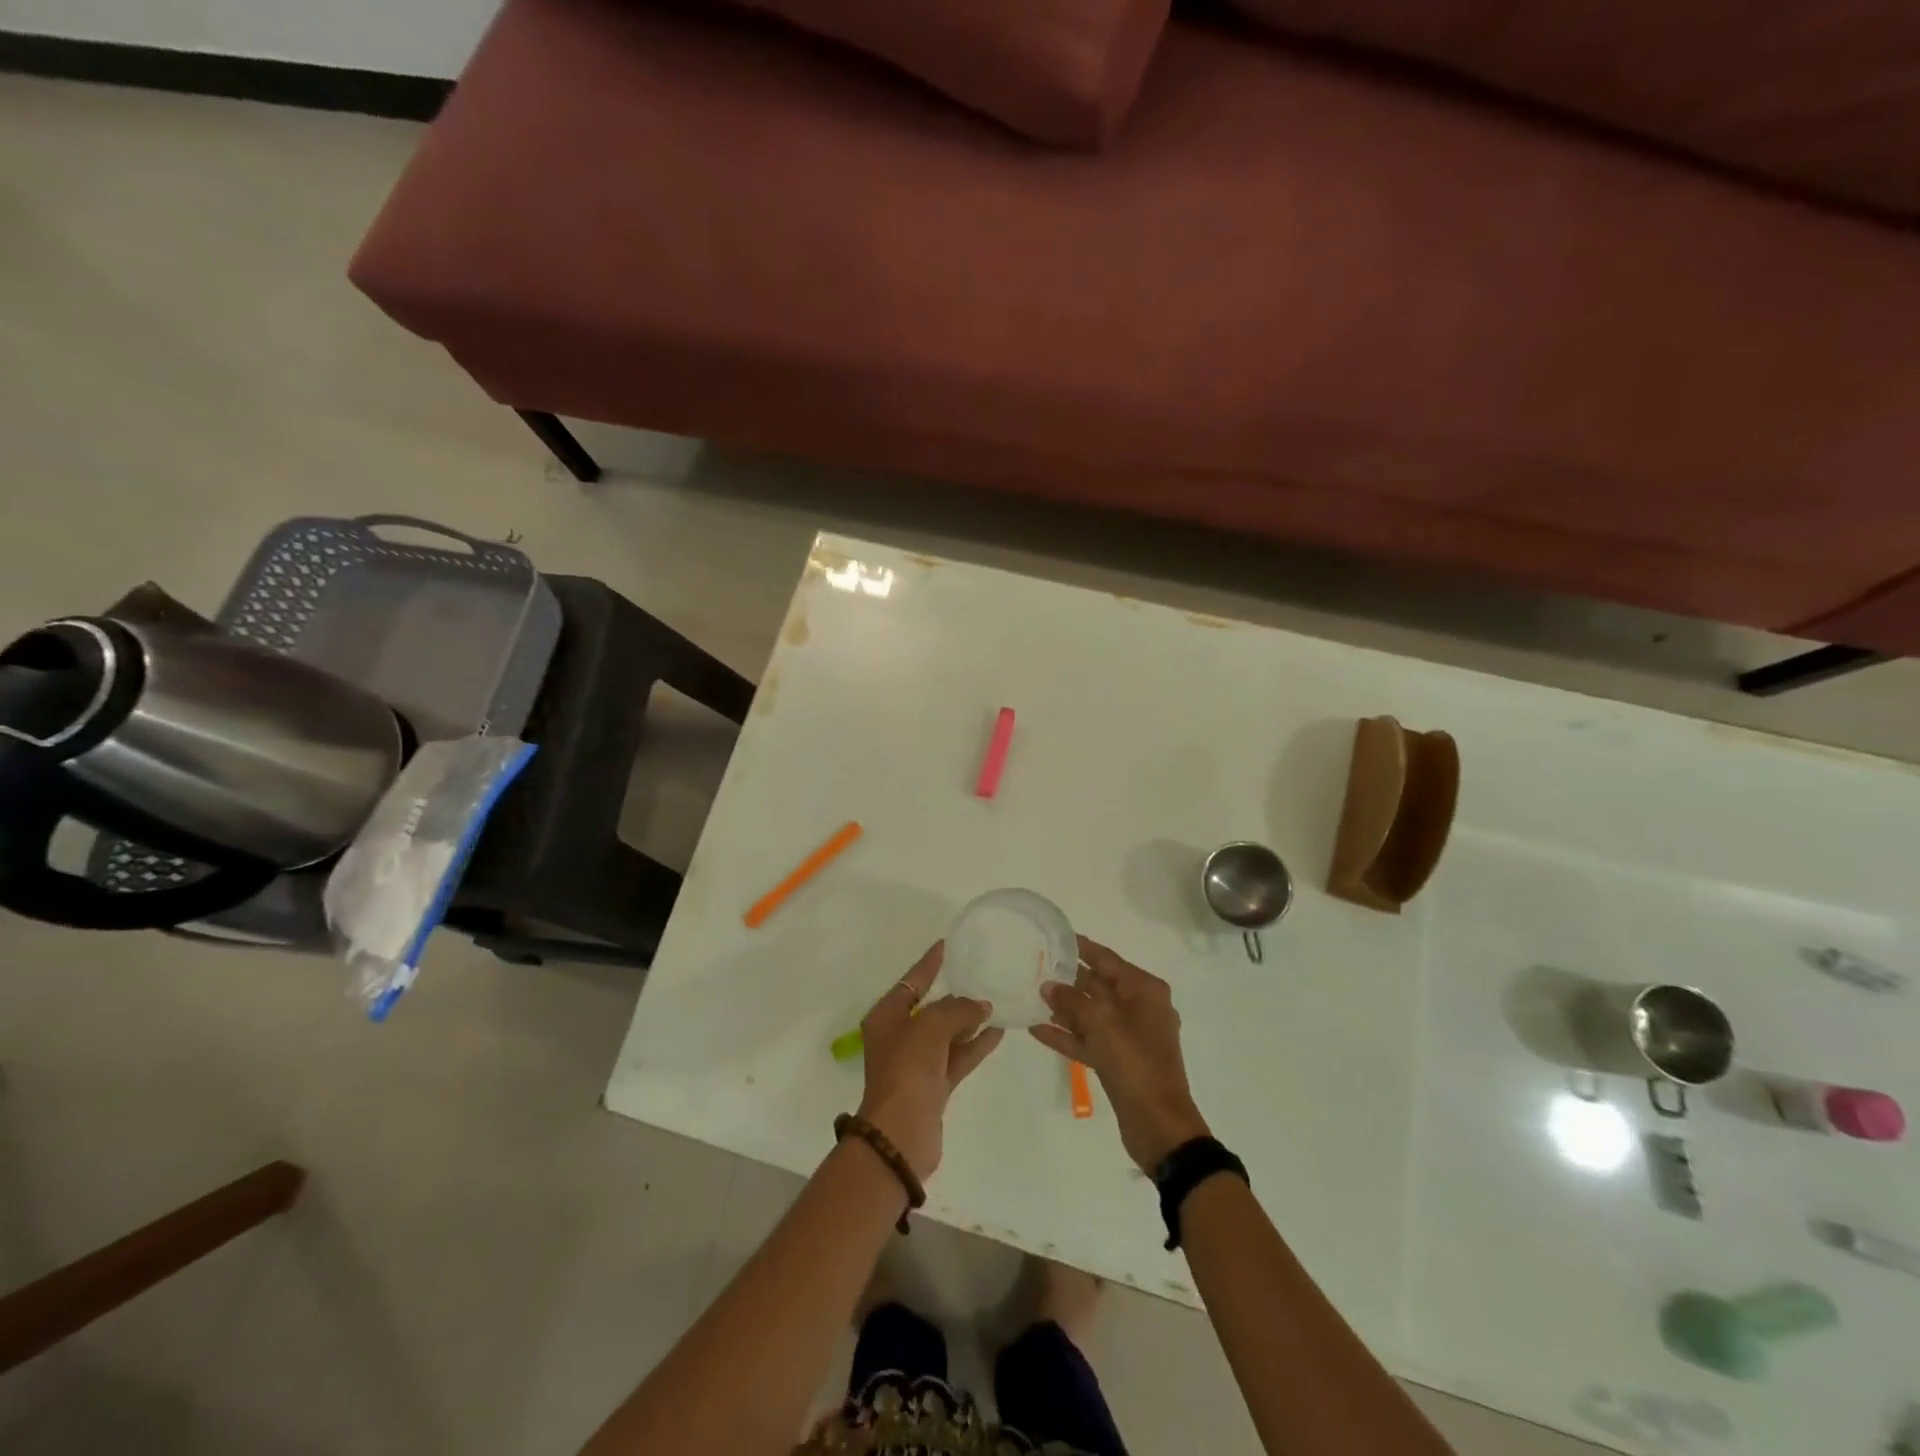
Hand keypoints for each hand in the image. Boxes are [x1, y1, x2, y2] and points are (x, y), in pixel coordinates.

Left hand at [856, 942, 1004, 1180]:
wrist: (901, 1133)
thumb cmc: (907, 1068)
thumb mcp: (931, 1026)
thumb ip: (958, 1010)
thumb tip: (981, 1006)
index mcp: (886, 1017)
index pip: (911, 982)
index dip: (929, 964)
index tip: (947, 945)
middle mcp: (899, 1037)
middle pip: (930, 1008)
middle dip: (954, 996)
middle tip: (980, 976)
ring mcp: (917, 1063)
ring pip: (947, 1034)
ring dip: (969, 1021)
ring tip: (996, 1003)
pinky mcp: (934, 1086)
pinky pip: (957, 1057)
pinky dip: (975, 1045)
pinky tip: (998, 1032)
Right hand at [1032, 937, 1211, 1172]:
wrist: (1159, 1125)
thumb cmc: (1134, 1062)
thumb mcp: (1101, 1023)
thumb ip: (1071, 1000)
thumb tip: (1049, 986)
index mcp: (1144, 990)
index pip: (1107, 959)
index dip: (1081, 947)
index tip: (1055, 936)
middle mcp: (1139, 1007)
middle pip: (1099, 985)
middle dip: (1068, 978)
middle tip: (1035, 966)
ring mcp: (1130, 1036)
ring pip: (1092, 1013)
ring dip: (1064, 1008)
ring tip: (1031, 997)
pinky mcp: (1120, 1061)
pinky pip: (1090, 1039)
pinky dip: (1068, 1035)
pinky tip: (1037, 1030)